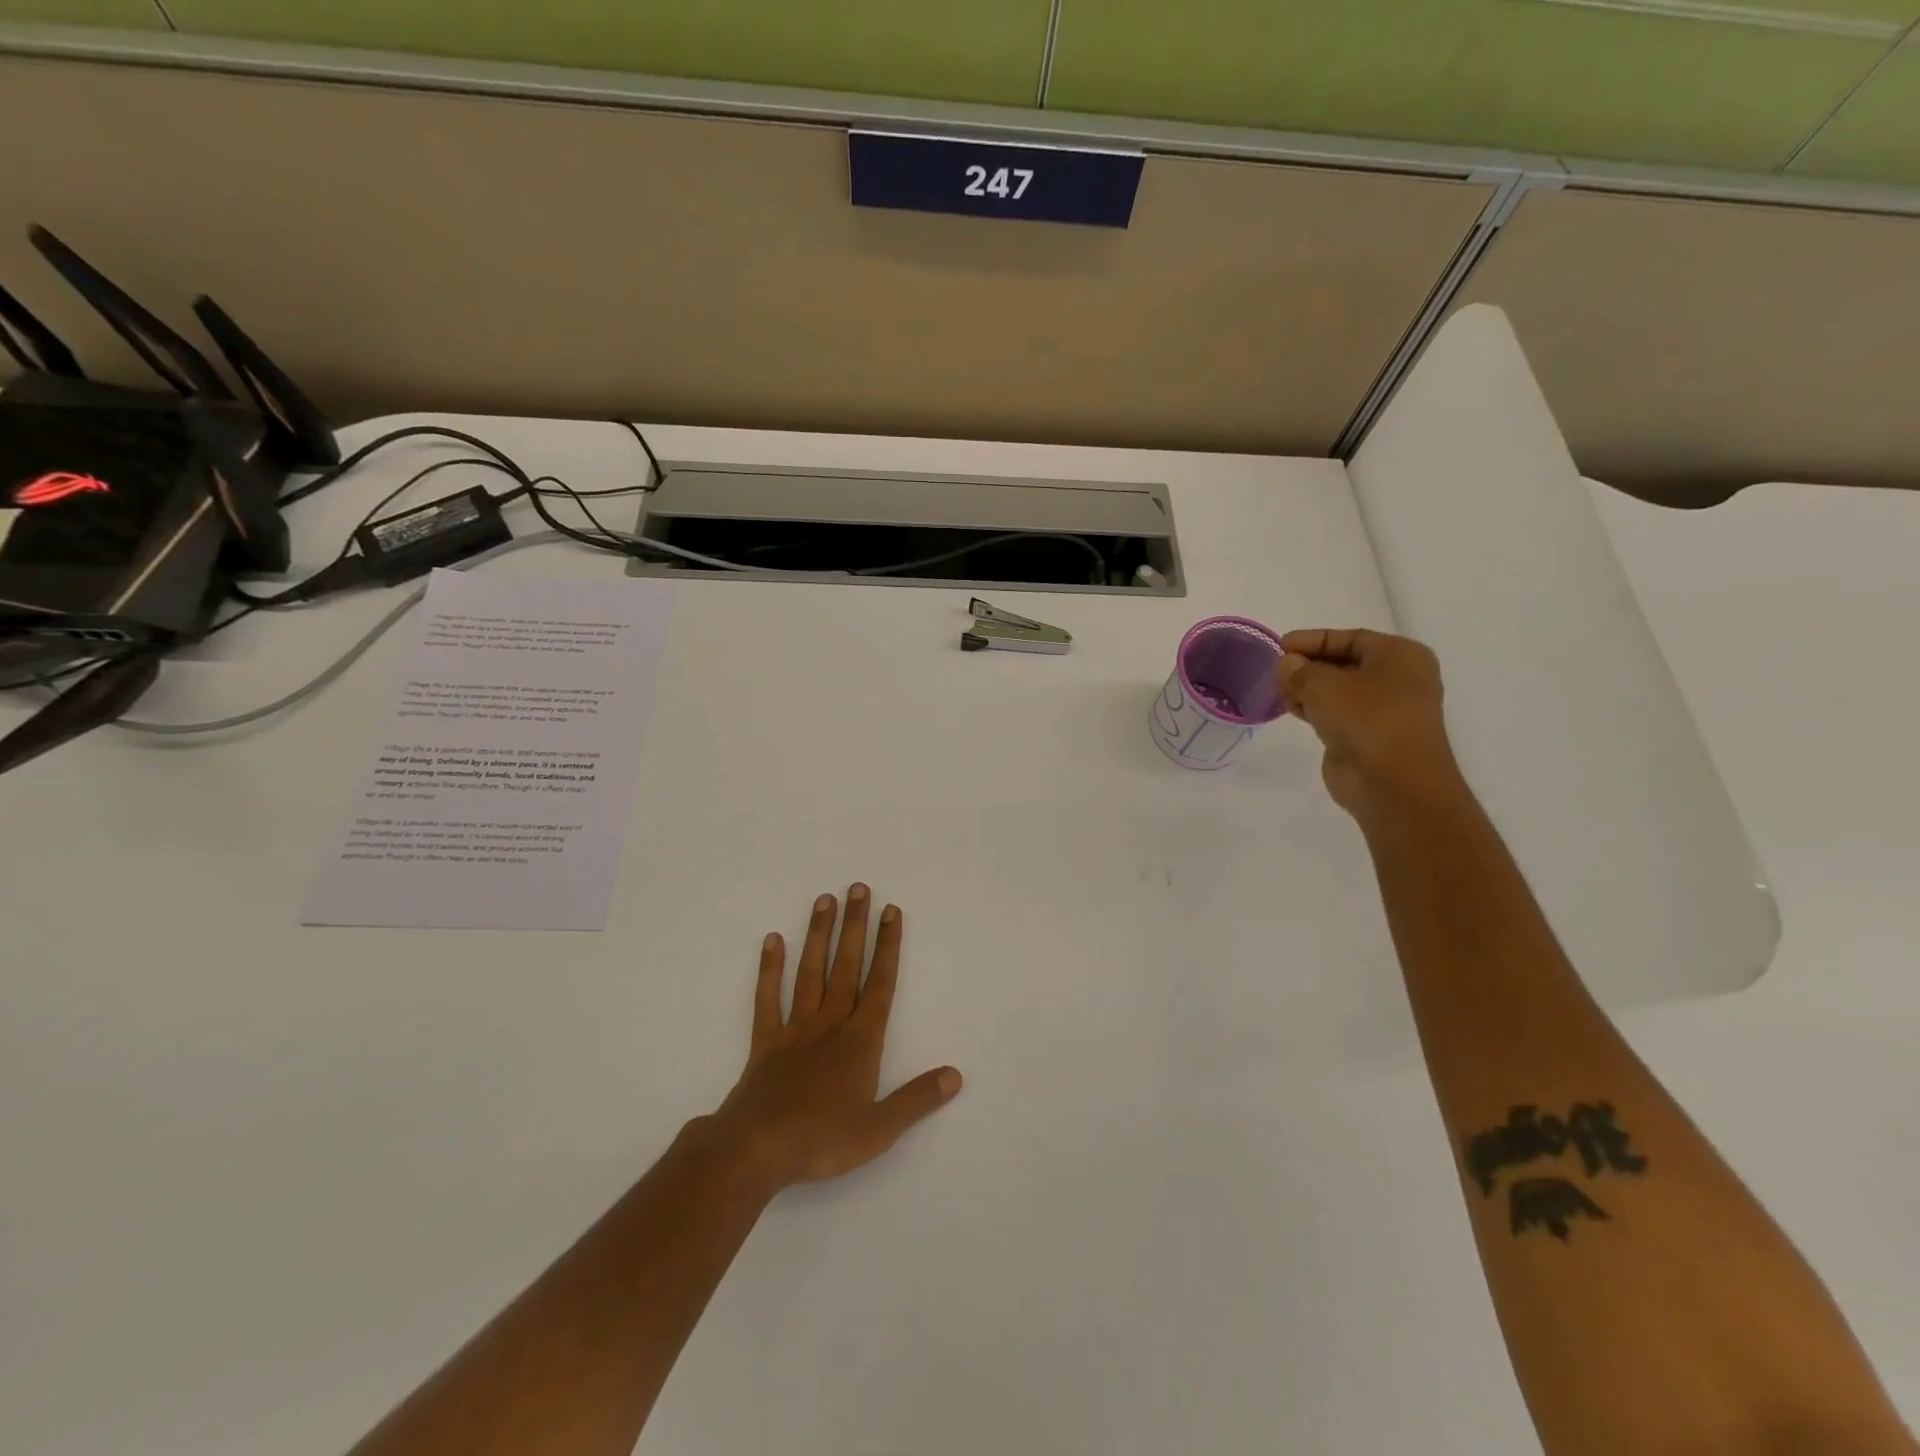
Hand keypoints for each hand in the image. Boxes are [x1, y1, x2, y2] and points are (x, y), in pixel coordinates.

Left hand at [704, 886, 960, 1193]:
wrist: (756, 1150)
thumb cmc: (821, 1140)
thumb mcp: (879, 1129)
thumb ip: (917, 1099)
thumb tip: (955, 1075)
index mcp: (860, 1041)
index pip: (880, 984)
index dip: (888, 946)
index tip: (891, 911)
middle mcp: (830, 1024)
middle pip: (846, 967)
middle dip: (855, 926)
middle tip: (858, 887)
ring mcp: (795, 1030)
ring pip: (810, 973)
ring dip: (819, 935)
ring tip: (825, 899)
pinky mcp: (765, 1042)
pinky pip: (768, 999)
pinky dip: (769, 969)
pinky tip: (773, 940)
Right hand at [1277, 628, 1465, 821]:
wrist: (1393, 783)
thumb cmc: (1366, 719)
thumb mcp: (1323, 684)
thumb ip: (1299, 670)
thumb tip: (1288, 665)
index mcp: (1400, 655)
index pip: (1349, 638)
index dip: (1312, 639)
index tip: (1280, 645)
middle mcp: (1398, 679)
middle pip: (1345, 663)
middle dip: (1309, 665)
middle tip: (1277, 670)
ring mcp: (1385, 710)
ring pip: (1340, 690)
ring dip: (1309, 690)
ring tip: (1280, 692)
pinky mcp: (1370, 737)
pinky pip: (1339, 714)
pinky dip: (1316, 710)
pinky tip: (1293, 711)